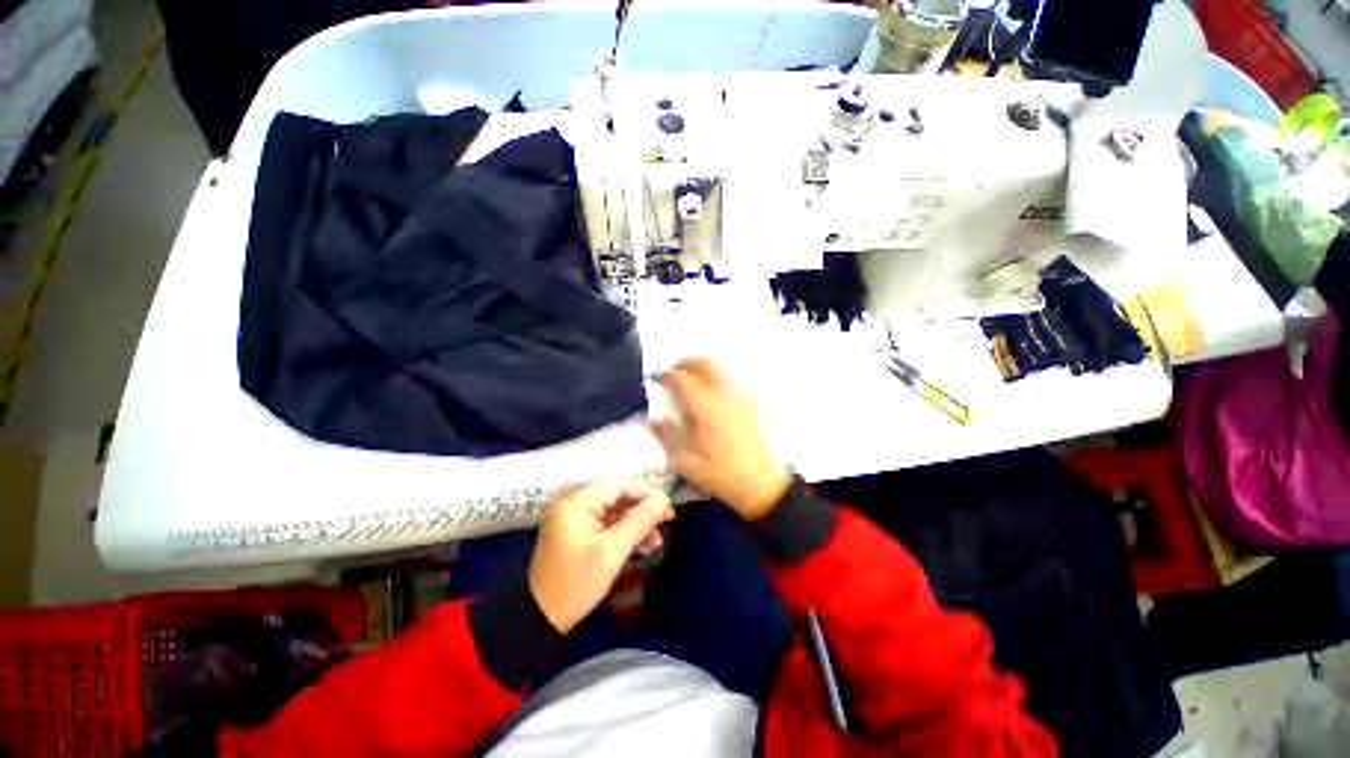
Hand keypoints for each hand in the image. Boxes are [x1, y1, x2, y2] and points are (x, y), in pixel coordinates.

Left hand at [529, 480, 672, 633]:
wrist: (539, 620)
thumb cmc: (576, 583)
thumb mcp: (611, 552)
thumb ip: (639, 521)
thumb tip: (663, 499)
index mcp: (577, 501)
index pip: (619, 485)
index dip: (646, 493)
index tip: (668, 507)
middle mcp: (574, 502)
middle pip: (618, 496)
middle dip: (643, 509)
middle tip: (667, 520)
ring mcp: (574, 518)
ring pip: (615, 510)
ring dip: (637, 522)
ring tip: (658, 538)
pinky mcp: (577, 532)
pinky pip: (607, 524)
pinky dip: (624, 532)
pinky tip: (644, 544)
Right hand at [650, 358, 791, 520]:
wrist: (760, 483)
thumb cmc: (720, 473)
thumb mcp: (685, 461)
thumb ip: (666, 435)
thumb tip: (649, 419)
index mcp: (706, 407)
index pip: (682, 379)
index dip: (665, 375)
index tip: (654, 378)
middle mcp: (724, 394)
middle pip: (704, 363)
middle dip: (685, 363)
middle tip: (672, 373)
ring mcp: (740, 396)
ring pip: (719, 368)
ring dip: (700, 368)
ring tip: (689, 381)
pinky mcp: (750, 403)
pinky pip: (729, 379)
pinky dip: (714, 377)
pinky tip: (708, 395)